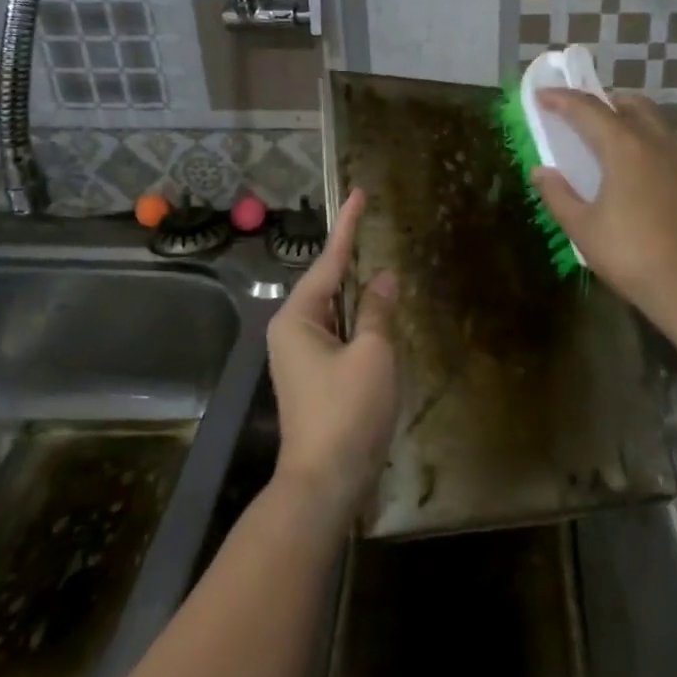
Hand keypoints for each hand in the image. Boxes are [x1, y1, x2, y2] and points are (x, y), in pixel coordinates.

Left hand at [265, 189, 399, 525]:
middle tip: (373, 225)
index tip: (358, 193)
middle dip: (352, 259)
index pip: (329, 260)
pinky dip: (360, 324)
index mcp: (298, 318)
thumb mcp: (372, 354)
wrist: (325, 482)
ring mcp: (301, 358)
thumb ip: (378, 309)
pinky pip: (340, 336)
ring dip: (359, 295)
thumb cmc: (348, 412)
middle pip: (329, 285)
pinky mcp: (315, 379)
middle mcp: (292, 331)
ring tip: (382, 267)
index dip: (348, 225)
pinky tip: (381, 318)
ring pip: (336, 313)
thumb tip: (384, 277)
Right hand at [531, 90, 676, 325]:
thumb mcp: (583, 228)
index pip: (588, 110)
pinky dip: (648, 145)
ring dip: (629, 121)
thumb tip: (542, 171)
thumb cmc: (631, 255)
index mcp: (624, 148)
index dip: (561, 100)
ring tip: (608, 143)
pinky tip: (639, 174)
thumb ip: (558, 195)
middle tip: (581, 115)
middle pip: (630, 105)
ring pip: (655, 124)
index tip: (542, 96)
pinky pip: (669, 147)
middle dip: (602, 102)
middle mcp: (657, 144)